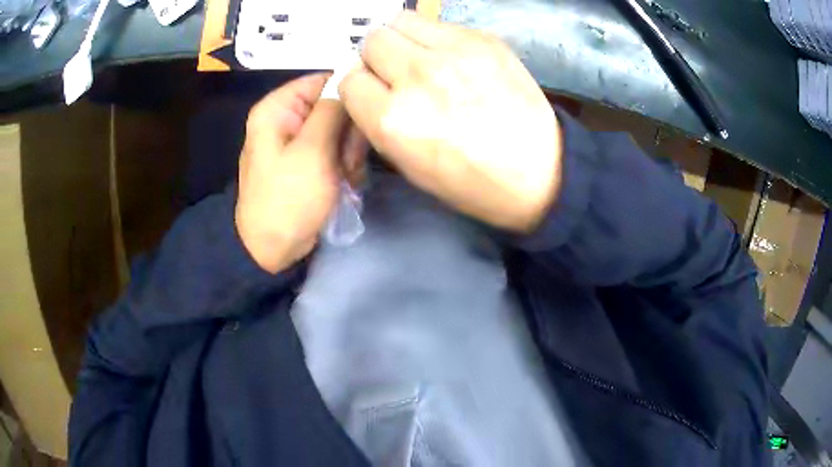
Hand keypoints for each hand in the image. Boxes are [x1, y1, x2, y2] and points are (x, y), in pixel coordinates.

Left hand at [235, 73, 365, 273]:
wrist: (272, 249)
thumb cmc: (288, 198)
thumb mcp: (312, 151)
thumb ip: (332, 110)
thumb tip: (350, 76)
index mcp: (278, 108)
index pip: (323, 79)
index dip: (349, 94)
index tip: (364, 118)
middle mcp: (286, 118)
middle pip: (333, 105)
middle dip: (348, 133)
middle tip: (350, 161)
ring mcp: (297, 140)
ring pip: (338, 128)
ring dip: (350, 152)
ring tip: (347, 177)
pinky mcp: (307, 160)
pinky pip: (334, 148)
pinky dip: (344, 164)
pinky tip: (346, 182)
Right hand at [339, 12, 561, 231]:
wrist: (540, 172)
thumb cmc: (471, 181)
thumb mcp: (410, 167)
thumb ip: (378, 122)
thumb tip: (368, 88)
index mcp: (393, 120)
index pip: (349, 80)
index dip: (360, 87)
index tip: (375, 93)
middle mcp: (417, 77)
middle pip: (372, 41)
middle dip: (377, 58)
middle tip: (398, 74)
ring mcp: (453, 53)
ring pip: (401, 21)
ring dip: (402, 39)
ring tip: (421, 58)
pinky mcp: (483, 40)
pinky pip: (439, 24)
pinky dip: (436, 38)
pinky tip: (454, 59)